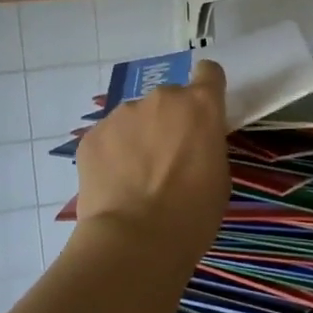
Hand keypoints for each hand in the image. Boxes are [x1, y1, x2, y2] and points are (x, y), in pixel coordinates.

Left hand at [74, 60, 228, 263]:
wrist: (136, 240)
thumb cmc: (193, 214)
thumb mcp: (219, 177)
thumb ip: (207, 146)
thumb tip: (192, 145)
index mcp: (201, 106)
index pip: (209, 73)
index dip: (207, 88)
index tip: (203, 112)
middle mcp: (161, 98)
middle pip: (168, 99)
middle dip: (168, 121)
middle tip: (166, 160)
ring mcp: (122, 114)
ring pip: (134, 118)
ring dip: (138, 137)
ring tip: (135, 178)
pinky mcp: (92, 135)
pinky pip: (108, 138)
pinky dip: (112, 155)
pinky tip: (114, 185)